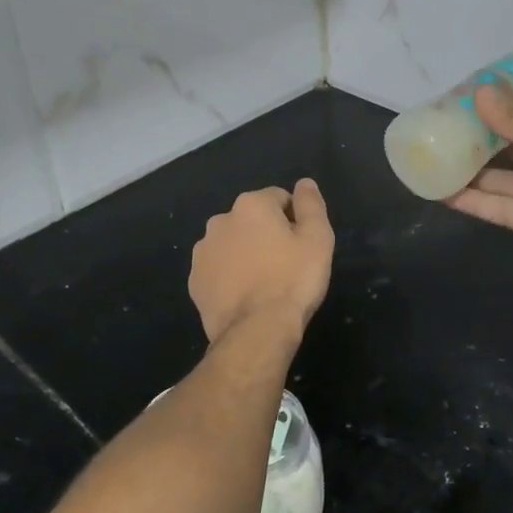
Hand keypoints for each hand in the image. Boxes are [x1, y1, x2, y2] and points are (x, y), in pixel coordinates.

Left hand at [190, 180, 334, 343]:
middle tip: (285, 264)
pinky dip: (229, 276)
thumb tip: (304, 183)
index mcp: (251, 205)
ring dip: (245, 254)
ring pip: (232, 244)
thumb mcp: (317, 238)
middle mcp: (220, 220)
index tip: (302, 245)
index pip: (279, 199)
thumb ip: (311, 204)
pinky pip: (218, 270)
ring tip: (264, 283)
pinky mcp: (195, 281)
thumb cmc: (293, 280)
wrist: (256, 330)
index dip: (294, 220)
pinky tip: (245, 296)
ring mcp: (203, 252)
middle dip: (266, 235)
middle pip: (252, 220)